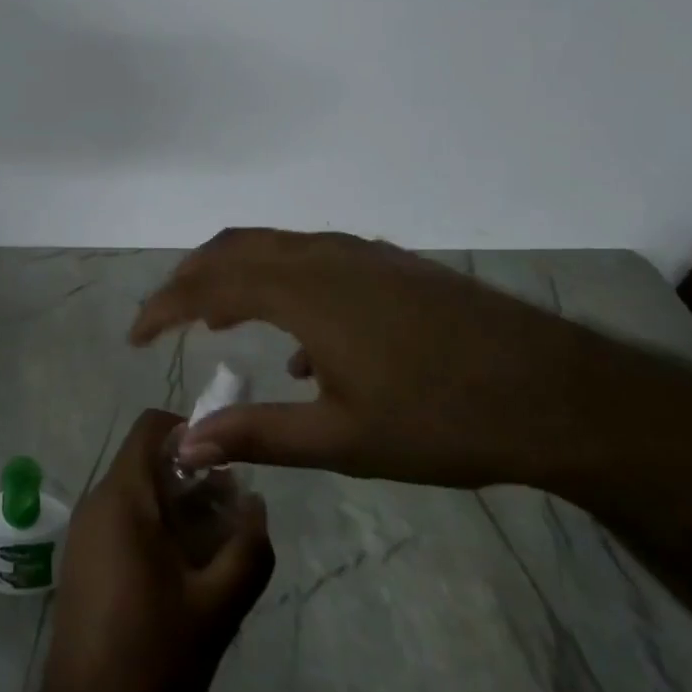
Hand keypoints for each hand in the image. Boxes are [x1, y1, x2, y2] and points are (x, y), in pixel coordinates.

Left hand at [31, 409, 273, 691]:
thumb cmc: (154, 657)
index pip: (151, 427)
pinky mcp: (84, 561)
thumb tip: (257, 504)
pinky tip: (186, 578)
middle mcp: (97, 502)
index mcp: (122, 497)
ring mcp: (86, 533)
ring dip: (179, 510)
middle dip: (194, 480)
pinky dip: (157, 531)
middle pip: (148, 463)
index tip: (226, 462)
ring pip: (138, 495)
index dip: (191, 431)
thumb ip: (248, 549)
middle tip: (233, 518)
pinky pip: (124, 522)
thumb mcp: (218, 608)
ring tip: (217, 553)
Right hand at [129, 228, 633, 490]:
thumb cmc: (442, 419)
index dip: (163, 306)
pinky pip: (313, 259)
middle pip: (234, 249)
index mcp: (303, 290)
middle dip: (191, 279)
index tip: (134, 335)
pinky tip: (301, 344)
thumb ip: (258, 435)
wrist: (557, 392)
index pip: (208, 284)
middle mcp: (323, 256)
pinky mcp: (390, 264)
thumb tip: (185, 443)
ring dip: (235, 276)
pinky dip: (281, 283)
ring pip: (275, 248)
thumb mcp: (342, 438)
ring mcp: (360, 254)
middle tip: (166, 319)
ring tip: (218, 320)